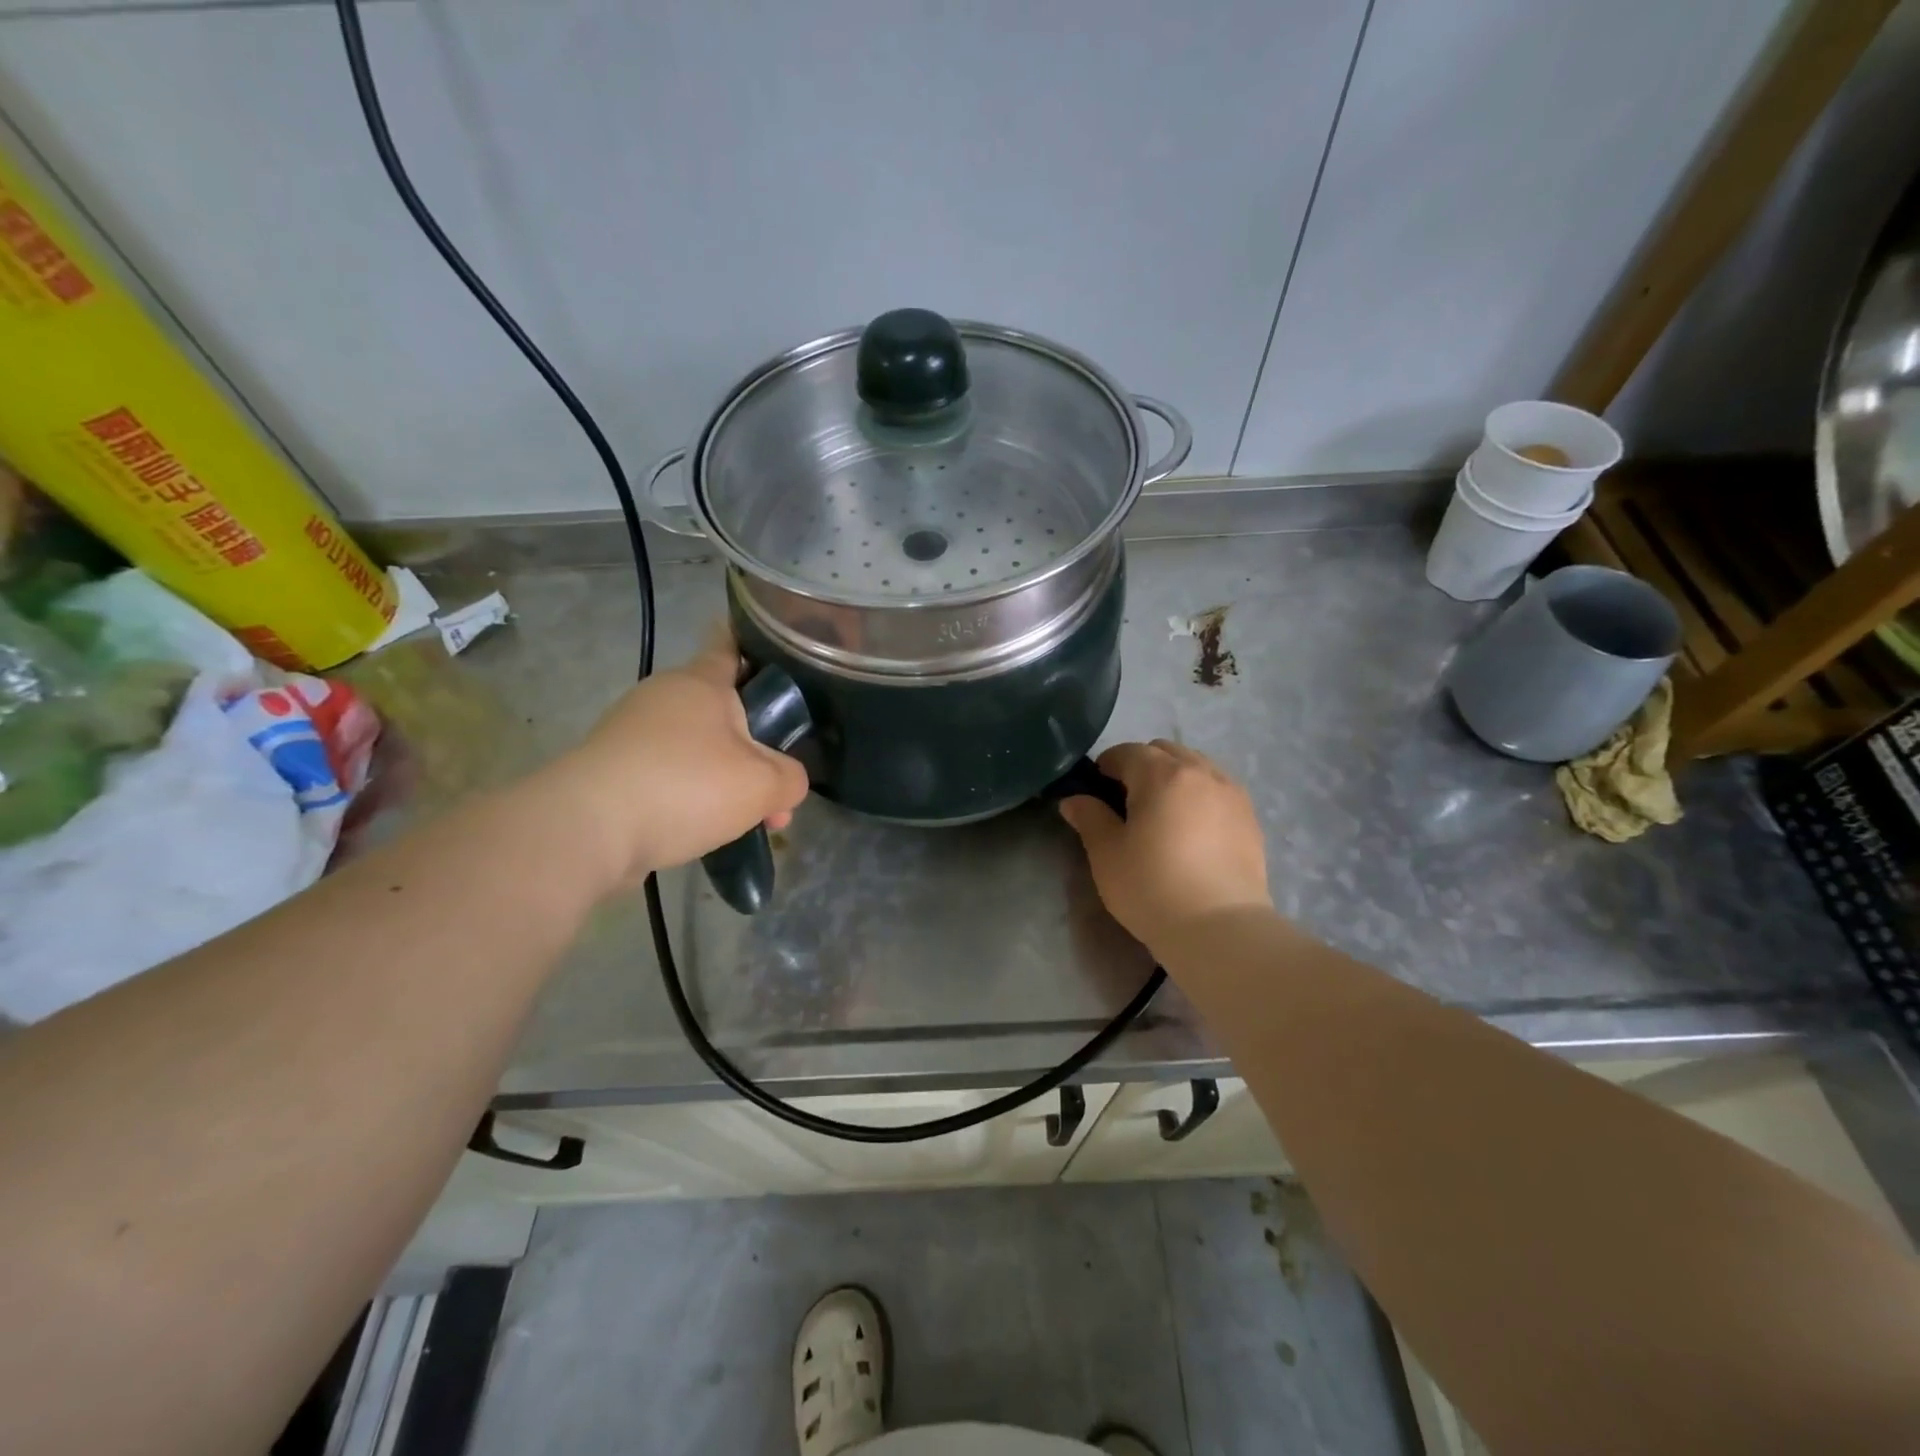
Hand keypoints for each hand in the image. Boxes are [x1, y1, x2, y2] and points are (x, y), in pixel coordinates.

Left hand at [548, 634, 809, 883]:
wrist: (588, 829)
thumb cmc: (686, 787)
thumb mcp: (763, 785)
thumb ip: (791, 779)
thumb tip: (787, 782)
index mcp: (701, 682)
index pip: (730, 645)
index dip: (755, 647)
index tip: (776, 657)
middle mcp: (663, 696)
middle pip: (720, 709)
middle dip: (753, 745)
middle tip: (778, 782)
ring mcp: (632, 733)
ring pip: (696, 747)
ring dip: (726, 778)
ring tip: (751, 821)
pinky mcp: (612, 769)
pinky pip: (668, 773)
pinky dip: (691, 795)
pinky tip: (708, 828)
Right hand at [1059, 740, 1272, 957]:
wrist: (1220, 929)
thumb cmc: (1152, 887)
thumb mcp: (1107, 854)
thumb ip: (1090, 818)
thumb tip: (1074, 800)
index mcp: (1161, 774)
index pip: (1127, 752)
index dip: (1106, 766)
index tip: (1096, 789)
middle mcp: (1200, 772)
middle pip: (1165, 751)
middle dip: (1142, 765)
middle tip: (1128, 801)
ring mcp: (1231, 793)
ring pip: (1196, 766)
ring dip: (1174, 777)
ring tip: (1164, 814)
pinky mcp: (1250, 818)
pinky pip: (1218, 790)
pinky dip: (1200, 795)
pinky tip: (1193, 829)